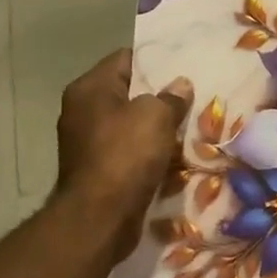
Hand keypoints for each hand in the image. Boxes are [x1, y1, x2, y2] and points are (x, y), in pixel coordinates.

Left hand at [53, 49, 192, 260]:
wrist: (100, 218)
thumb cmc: (125, 154)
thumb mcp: (156, 115)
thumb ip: (171, 96)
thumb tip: (180, 85)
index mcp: (90, 88)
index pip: (125, 59)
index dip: (155, 61)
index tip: (184, 66)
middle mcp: (83, 111)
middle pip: (129, 93)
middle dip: (160, 96)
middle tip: (193, 96)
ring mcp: (88, 142)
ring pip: (132, 124)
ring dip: (157, 127)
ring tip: (190, 125)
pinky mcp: (98, 169)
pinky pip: (130, 151)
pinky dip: (150, 152)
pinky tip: (175, 155)